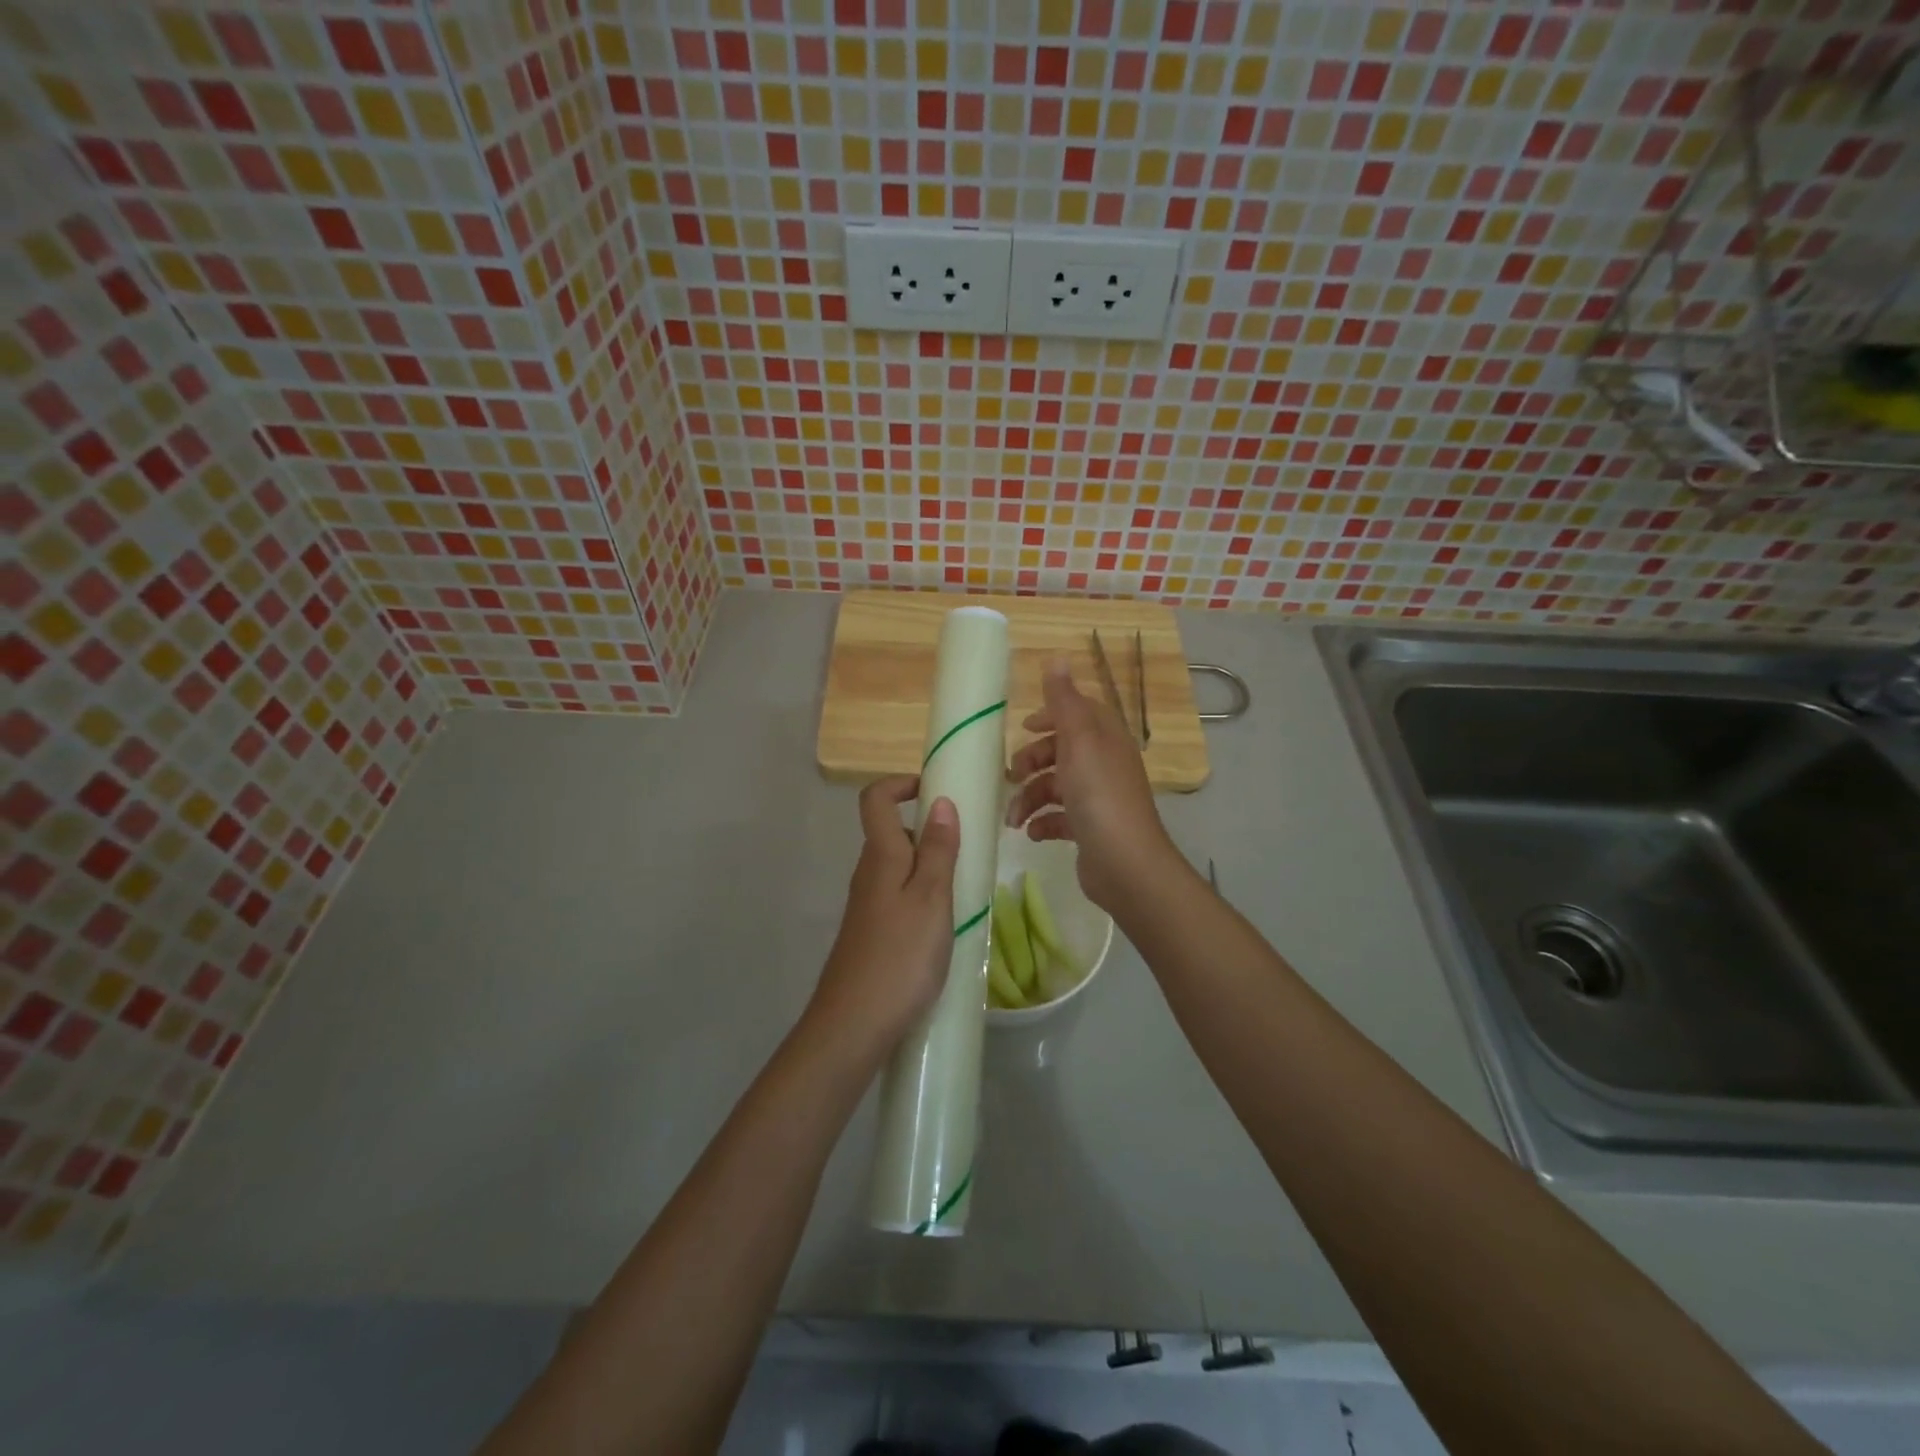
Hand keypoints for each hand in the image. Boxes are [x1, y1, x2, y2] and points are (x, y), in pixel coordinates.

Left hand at [804, 775, 960, 1071]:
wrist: (853, 1025)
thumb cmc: (900, 956)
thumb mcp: (932, 898)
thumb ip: (939, 850)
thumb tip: (941, 801)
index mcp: (881, 856)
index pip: (875, 799)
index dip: (900, 783)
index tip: (936, 790)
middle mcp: (868, 873)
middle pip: (893, 832)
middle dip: (930, 830)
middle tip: (969, 849)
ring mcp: (867, 905)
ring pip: (899, 867)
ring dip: (931, 867)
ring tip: (965, 889)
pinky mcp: (871, 933)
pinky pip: (898, 896)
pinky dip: (923, 896)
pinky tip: (945, 925)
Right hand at [1004, 658, 1178, 912]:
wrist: (1125, 865)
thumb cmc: (1099, 797)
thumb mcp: (1078, 741)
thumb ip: (1064, 702)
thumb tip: (1057, 657)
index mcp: (1105, 738)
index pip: (1079, 713)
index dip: (1051, 715)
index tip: (1024, 726)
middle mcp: (1104, 764)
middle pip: (1061, 751)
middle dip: (1032, 761)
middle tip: (1010, 775)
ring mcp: (1098, 798)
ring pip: (1055, 786)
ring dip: (1029, 798)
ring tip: (1013, 818)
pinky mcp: (1090, 829)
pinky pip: (1059, 818)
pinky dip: (1042, 822)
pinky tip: (1032, 833)